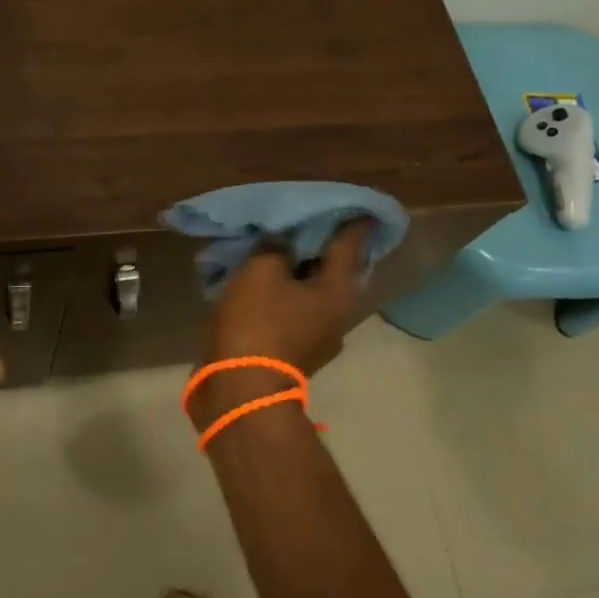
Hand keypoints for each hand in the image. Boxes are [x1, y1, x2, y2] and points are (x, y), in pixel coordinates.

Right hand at [201, 218, 371, 397]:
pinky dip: (283, 295)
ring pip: (311, 294)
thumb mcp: (261, 270)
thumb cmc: (257, 322)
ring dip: (298, 273)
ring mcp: (316, 340)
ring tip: (280, 252)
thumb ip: (276, 247)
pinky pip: (293, 312)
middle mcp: (337, 317)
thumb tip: (283, 244)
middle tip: (309, 222)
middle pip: (332, 272)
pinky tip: (264, 286)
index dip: (352, 224)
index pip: (349, 246)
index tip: (359, 208)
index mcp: (337, 292)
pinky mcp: (294, 354)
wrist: (239, 390)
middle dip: (321, 248)